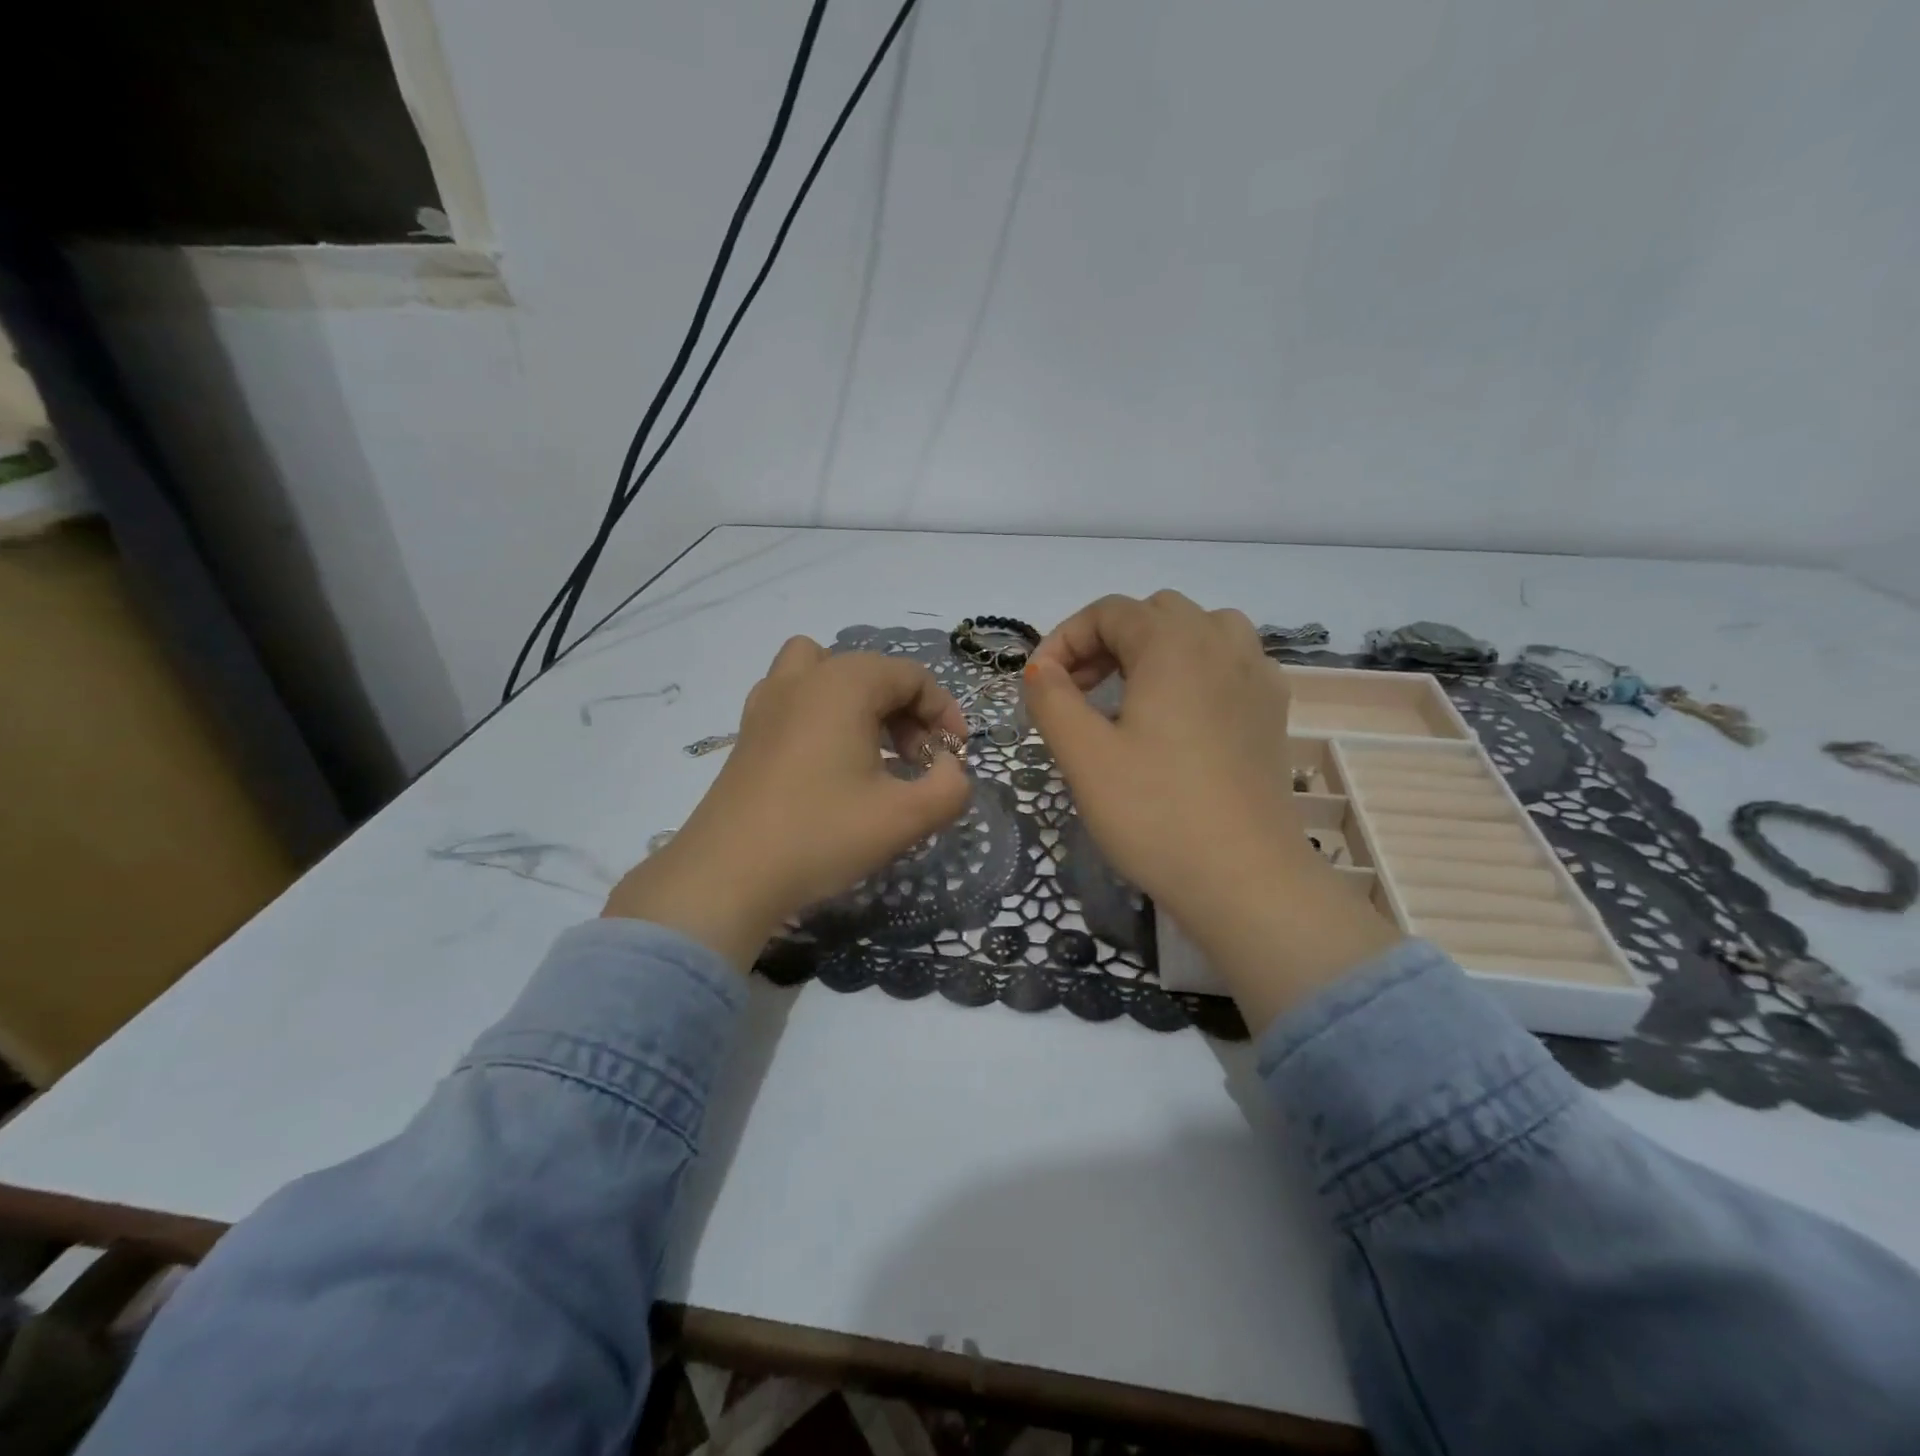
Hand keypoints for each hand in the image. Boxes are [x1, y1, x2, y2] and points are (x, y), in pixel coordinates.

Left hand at [603, 638, 971, 967]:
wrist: (727, 875)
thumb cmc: (821, 835)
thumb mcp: (905, 817)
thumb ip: (949, 787)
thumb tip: (947, 768)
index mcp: (844, 684)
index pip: (912, 677)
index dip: (944, 713)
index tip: (955, 756)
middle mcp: (803, 678)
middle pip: (872, 672)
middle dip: (907, 711)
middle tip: (918, 761)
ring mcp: (766, 702)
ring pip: (826, 675)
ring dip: (860, 702)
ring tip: (873, 751)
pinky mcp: (747, 732)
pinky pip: (796, 699)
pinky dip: (824, 715)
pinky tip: (831, 765)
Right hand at [1023, 591, 1400, 1029]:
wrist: (1244, 879)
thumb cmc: (1154, 812)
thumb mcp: (1084, 755)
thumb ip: (1051, 699)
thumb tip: (1040, 668)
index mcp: (1174, 644)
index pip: (1110, 612)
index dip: (1065, 639)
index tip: (1041, 685)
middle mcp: (1223, 644)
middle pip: (1155, 614)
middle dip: (1108, 641)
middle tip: (1079, 692)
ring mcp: (1257, 677)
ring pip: (1201, 631)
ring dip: (1157, 649)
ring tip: (1132, 695)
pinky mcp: (1273, 713)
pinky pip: (1231, 663)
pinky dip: (1197, 671)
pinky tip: (1181, 716)